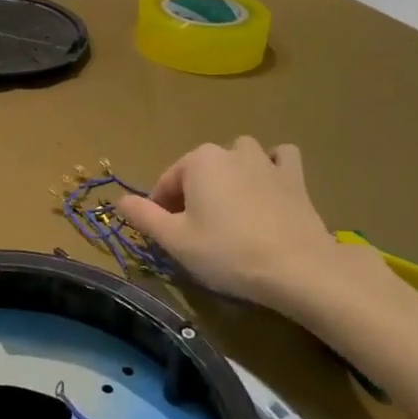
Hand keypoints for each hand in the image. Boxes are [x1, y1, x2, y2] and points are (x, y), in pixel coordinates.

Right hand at [116, 139, 359, 320]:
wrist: (297, 268)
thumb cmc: (227, 252)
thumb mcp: (175, 240)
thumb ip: (144, 216)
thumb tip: (119, 200)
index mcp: (198, 161)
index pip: (167, 182)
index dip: (160, 209)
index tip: (165, 237)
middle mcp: (230, 150)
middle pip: (200, 170)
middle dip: (193, 193)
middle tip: (196, 230)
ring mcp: (265, 161)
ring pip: (238, 156)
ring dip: (230, 173)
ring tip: (230, 207)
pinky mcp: (295, 177)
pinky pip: (280, 159)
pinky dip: (272, 166)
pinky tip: (269, 186)